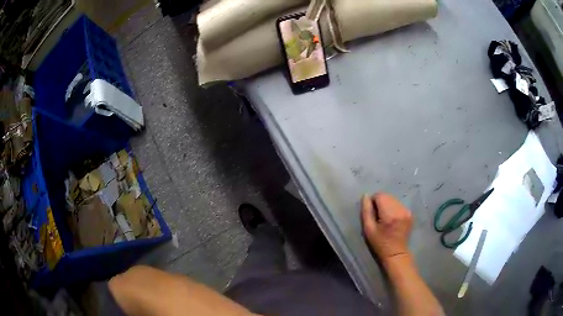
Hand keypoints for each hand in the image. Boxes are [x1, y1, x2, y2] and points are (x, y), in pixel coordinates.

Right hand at [361, 193, 412, 263]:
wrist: (396, 253)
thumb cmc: (380, 243)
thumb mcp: (368, 229)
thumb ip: (366, 211)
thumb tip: (365, 196)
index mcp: (390, 214)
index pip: (380, 195)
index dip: (373, 201)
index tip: (372, 212)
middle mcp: (400, 209)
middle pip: (387, 196)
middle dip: (380, 203)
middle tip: (378, 216)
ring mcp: (407, 211)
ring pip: (393, 199)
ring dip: (387, 205)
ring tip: (385, 218)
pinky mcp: (410, 213)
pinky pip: (398, 204)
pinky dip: (393, 208)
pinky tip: (392, 219)